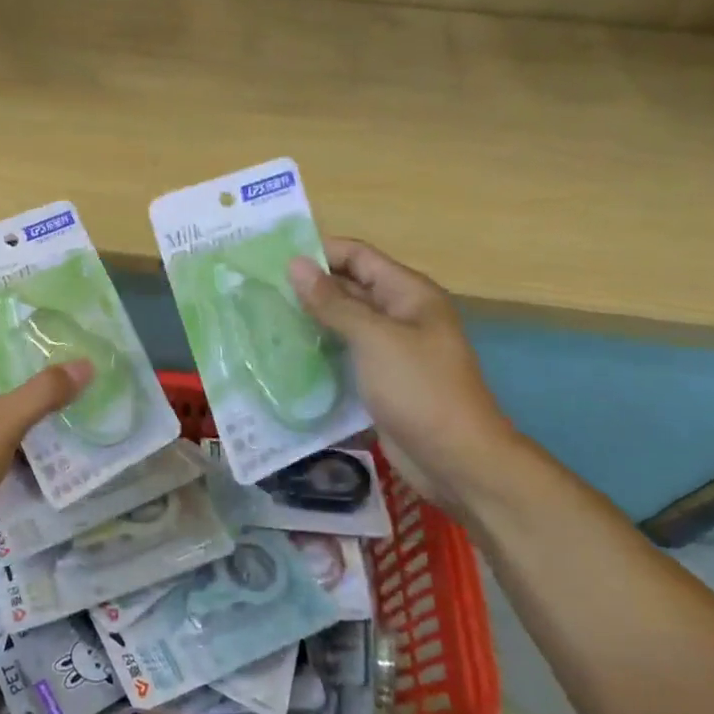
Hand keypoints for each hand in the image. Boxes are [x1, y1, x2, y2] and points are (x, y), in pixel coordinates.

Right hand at [288, 239, 523, 515]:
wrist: (457, 461)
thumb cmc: (419, 389)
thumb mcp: (374, 339)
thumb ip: (332, 301)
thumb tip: (294, 263)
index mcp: (407, 293)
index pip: (356, 255)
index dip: (318, 251)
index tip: (270, 258)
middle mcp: (399, 314)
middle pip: (347, 287)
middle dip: (306, 287)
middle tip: (256, 290)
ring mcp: (389, 349)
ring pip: (342, 323)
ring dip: (308, 320)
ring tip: (261, 319)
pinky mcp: (378, 379)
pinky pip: (343, 355)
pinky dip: (317, 351)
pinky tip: (283, 355)